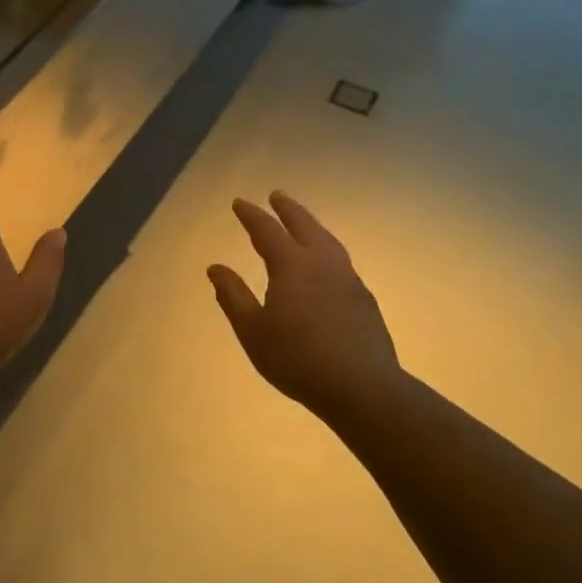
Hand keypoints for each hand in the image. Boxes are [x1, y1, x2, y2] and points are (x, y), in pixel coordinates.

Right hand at [208, 191, 404, 416]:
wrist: (361, 387)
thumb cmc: (296, 358)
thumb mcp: (252, 330)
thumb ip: (233, 296)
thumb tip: (216, 267)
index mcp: (292, 266)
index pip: (267, 230)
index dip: (251, 215)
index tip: (239, 203)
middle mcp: (322, 264)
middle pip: (304, 226)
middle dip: (288, 209)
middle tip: (276, 195)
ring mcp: (348, 280)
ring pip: (328, 241)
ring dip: (312, 226)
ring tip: (303, 223)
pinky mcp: (365, 300)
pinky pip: (341, 261)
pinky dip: (326, 250)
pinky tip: (325, 266)